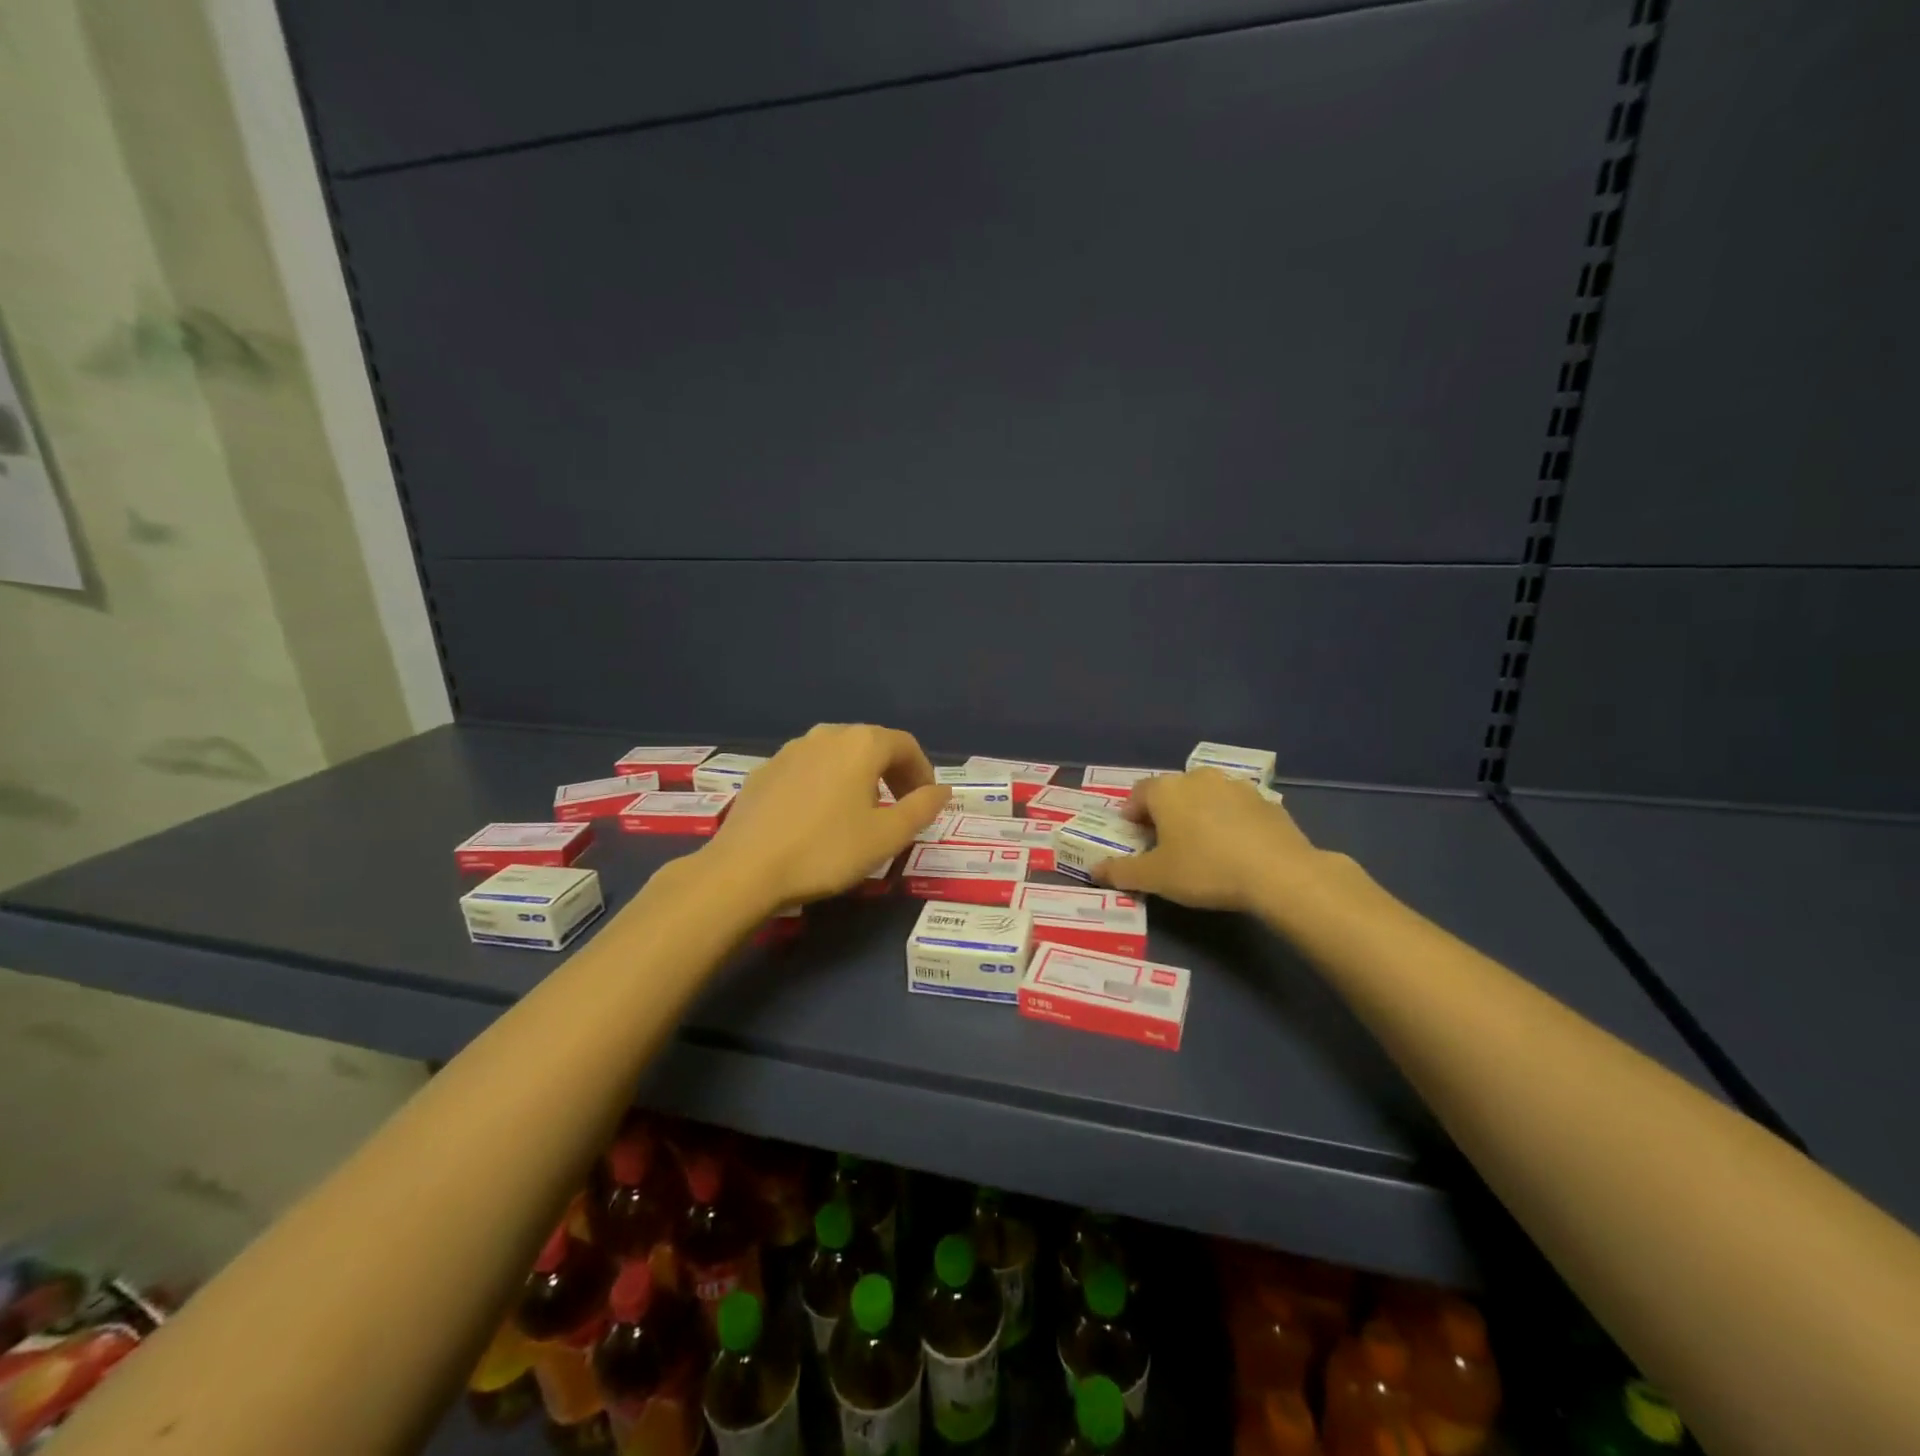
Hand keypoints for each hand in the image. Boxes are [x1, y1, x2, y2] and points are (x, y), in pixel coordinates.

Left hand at [701, 724, 950, 907]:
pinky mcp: (765, 770)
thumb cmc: (826, 850)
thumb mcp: (887, 836)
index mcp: (861, 744)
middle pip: (871, 744)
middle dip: (892, 772)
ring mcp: (791, 749)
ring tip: (861, 812)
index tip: (926, 802)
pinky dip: (827, 783)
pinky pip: (809, 768)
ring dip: (859, 776)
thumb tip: (943, 790)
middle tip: (900, 807)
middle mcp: (827, 735)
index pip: (905, 745)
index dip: (922, 771)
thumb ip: (922, 808)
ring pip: (838, 754)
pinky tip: (819, 816)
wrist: (745, 869)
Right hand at [1093, 768, 1324, 912]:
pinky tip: (1234, 849)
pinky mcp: (1265, 801)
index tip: (1135, 838)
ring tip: (1201, 847)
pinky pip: (1235, 808)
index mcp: (1166, 790)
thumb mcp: (1155, 878)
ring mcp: (1235, 785)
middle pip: (1171, 792)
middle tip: (1165, 845)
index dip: (1131, 816)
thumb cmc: (1205, 869)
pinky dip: (1228, 822)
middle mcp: (1198, 777)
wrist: (1279, 873)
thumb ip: (1121, 872)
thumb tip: (1093, 870)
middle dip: (1164, 814)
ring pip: (1205, 797)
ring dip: (1197, 815)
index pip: (1137, 794)